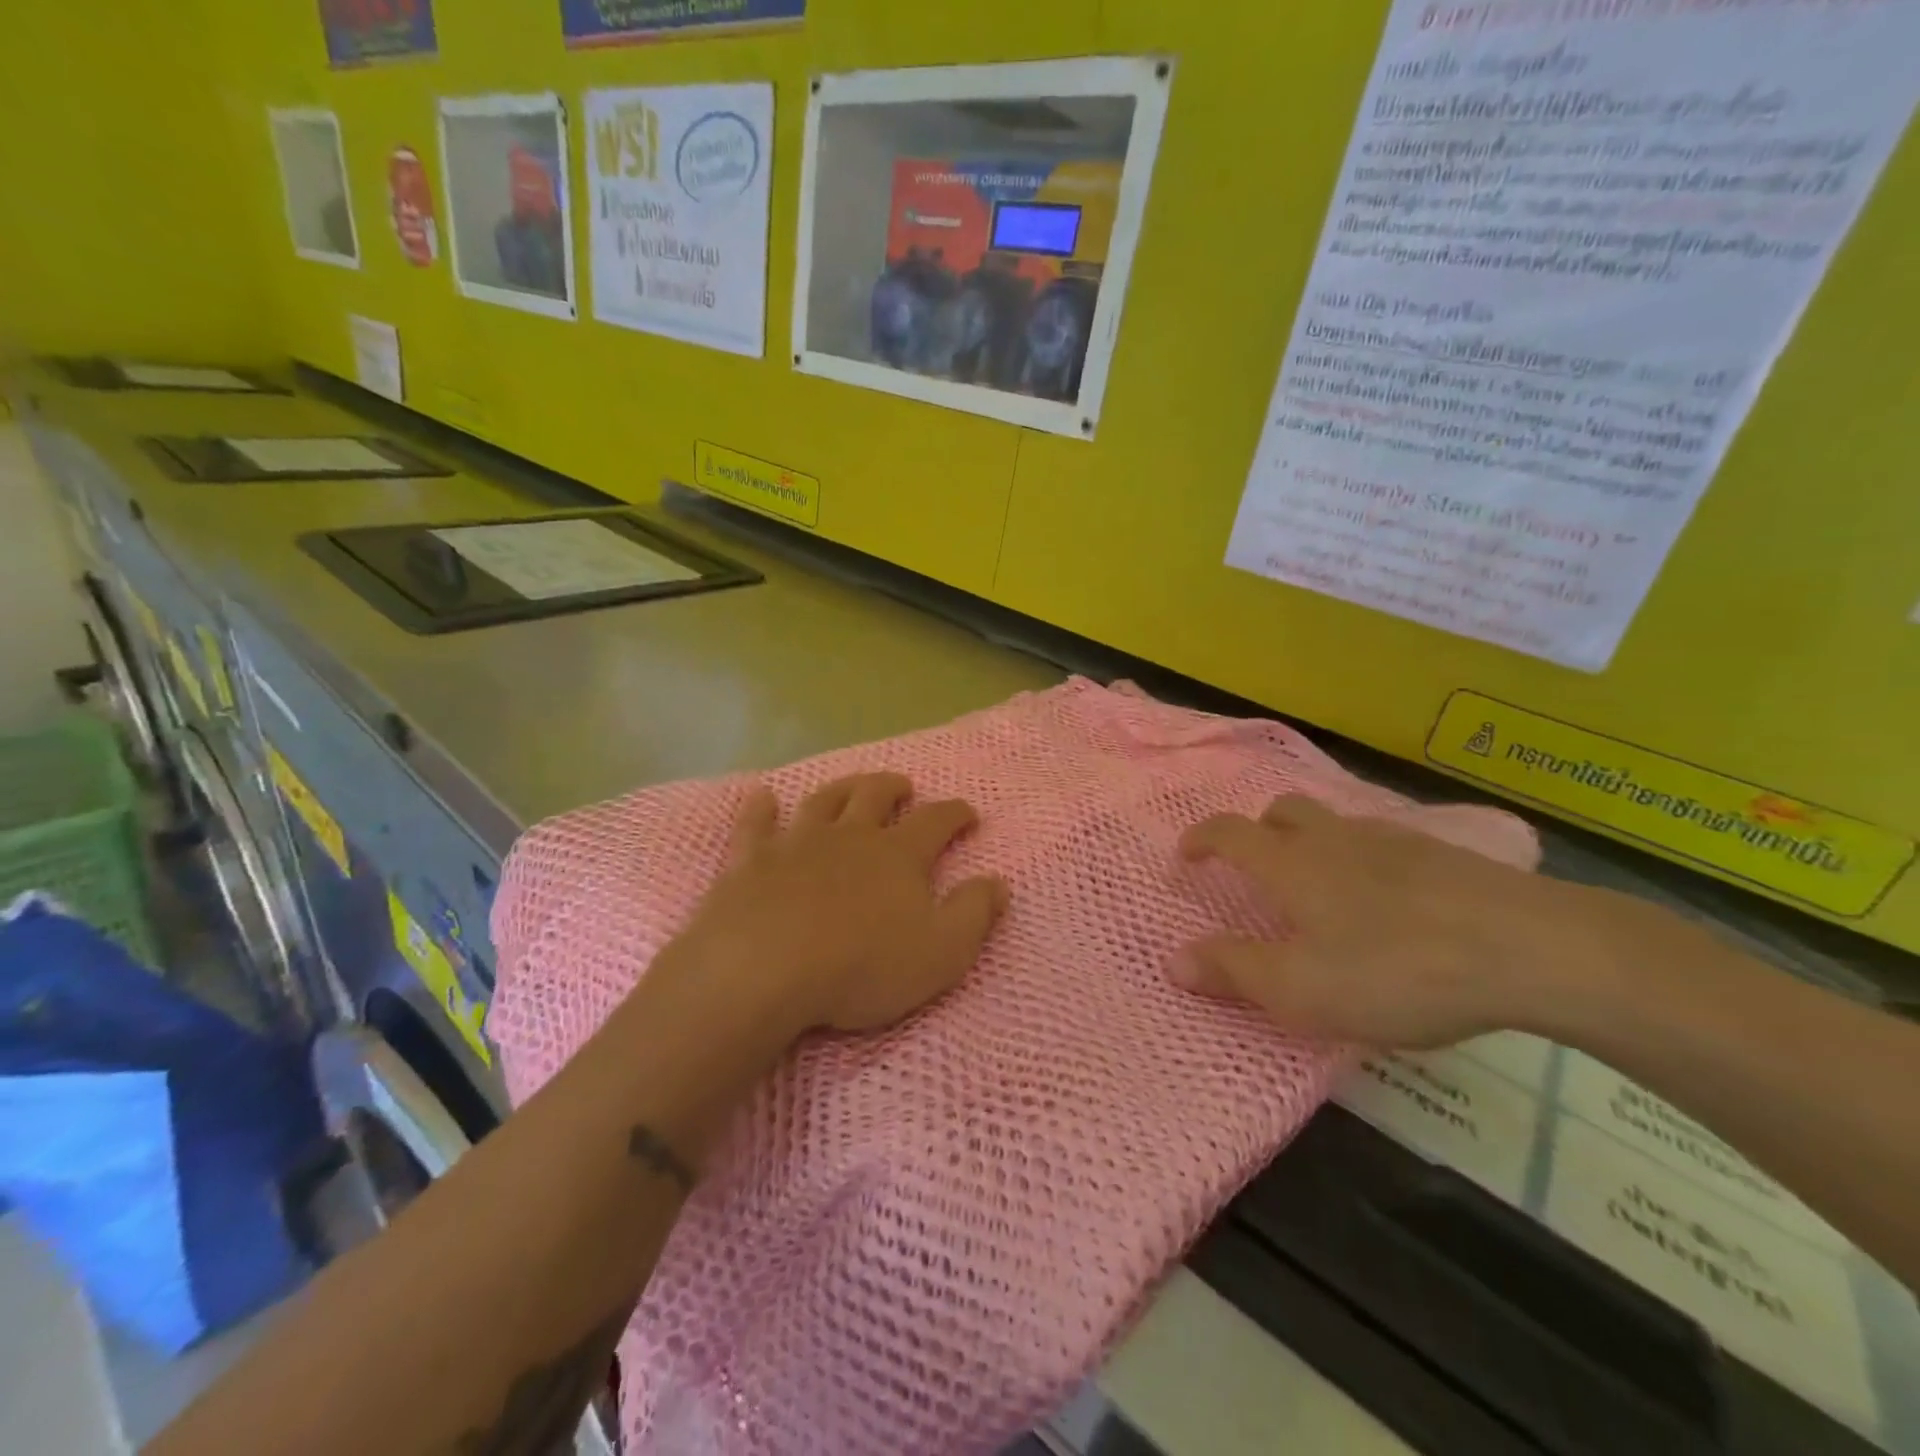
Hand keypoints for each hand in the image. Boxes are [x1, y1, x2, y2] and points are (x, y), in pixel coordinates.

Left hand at [666, 773, 1007, 1041]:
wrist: (763, 968)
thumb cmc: (861, 966)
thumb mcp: (941, 952)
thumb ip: (974, 913)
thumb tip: (999, 882)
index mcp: (898, 855)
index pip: (936, 821)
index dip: (956, 813)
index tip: (968, 814)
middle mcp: (850, 836)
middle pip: (875, 796)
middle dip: (894, 787)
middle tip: (904, 787)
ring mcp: (797, 843)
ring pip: (823, 801)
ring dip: (842, 788)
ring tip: (852, 786)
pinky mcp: (751, 860)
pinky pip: (755, 824)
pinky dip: (760, 807)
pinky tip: (762, 797)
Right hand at [1174, 795, 1593, 1047]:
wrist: (1531, 950)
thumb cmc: (1395, 970)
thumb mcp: (1300, 989)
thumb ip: (1233, 971)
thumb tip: (1172, 959)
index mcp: (1291, 865)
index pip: (1229, 833)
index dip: (1201, 840)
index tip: (1186, 856)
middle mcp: (1335, 839)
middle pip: (1284, 812)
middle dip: (1259, 831)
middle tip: (1258, 867)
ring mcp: (1394, 841)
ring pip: (1337, 825)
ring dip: (1314, 843)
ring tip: (1325, 889)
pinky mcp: (1445, 856)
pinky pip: (1385, 844)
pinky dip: (1367, 861)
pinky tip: (1391, 902)